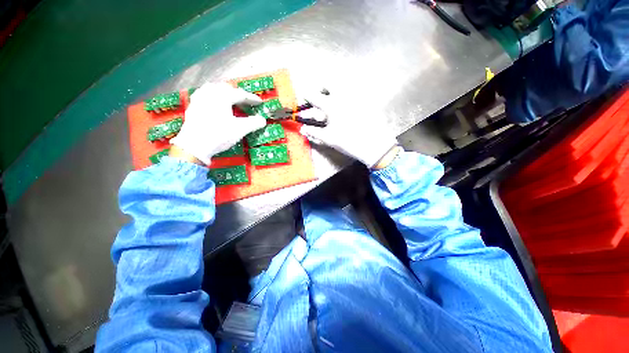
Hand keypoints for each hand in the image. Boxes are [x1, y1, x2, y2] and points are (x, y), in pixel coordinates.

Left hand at [170, 83, 265, 164]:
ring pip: (214, 90)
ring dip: (225, 94)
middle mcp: (209, 93)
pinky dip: (214, 98)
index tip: (260, 102)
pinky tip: (215, 104)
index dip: (252, 98)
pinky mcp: (193, 106)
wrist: (195, 146)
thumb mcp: (240, 129)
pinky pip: (205, 95)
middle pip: (227, 89)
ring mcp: (199, 99)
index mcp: (222, 96)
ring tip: (231, 101)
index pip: (240, 94)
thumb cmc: (219, 135)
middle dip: (238, 94)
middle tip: (246, 103)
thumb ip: (254, 123)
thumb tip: (263, 120)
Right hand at [299, 90, 398, 167]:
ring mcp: (355, 97)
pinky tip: (348, 107)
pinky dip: (347, 96)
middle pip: (329, 83)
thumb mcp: (328, 138)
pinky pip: (354, 93)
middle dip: (322, 88)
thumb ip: (313, 132)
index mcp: (331, 105)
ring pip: (342, 86)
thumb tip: (302, 129)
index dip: (307, 95)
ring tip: (333, 101)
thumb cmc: (347, 142)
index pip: (314, 96)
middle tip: (320, 96)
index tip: (304, 95)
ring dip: (335, 90)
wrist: (373, 145)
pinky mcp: (365, 101)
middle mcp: (342, 96)